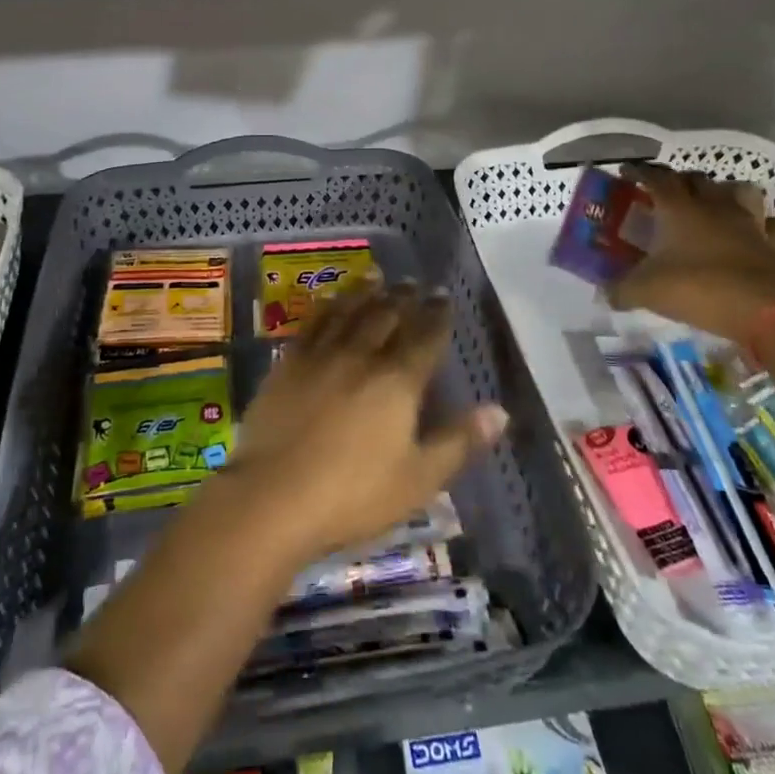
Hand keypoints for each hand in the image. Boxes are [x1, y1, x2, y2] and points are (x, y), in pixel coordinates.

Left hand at [227, 284, 507, 561]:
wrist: (274, 496)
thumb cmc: (354, 495)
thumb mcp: (418, 478)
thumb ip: (459, 441)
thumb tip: (500, 410)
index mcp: (398, 382)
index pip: (424, 337)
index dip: (436, 314)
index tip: (442, 295)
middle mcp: (362, 356)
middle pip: (386, 315)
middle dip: (402, 296)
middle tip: (411, 281)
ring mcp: (321, 356)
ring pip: (349, 312)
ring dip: (365, 292)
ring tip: (375, 277)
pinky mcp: (288, 363)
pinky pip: (313, 323)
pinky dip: (327, 307)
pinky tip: (330, 302)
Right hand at [604, 163, 774, 350]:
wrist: (766, 312)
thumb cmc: (699, 289)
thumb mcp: (647, 292)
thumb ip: (621, 290)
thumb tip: (603, 295)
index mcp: (678, 208)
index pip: (655, 177)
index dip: (639, 172)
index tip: (627, 171)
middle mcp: (714, 205)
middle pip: (696, 179)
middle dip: (680, 180)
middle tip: (667, 192)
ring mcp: (750, 222)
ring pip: (740, 190)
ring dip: (726, 192)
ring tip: (715, 203)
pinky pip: (772, 224)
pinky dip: (764, 223)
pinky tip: (757, 231)